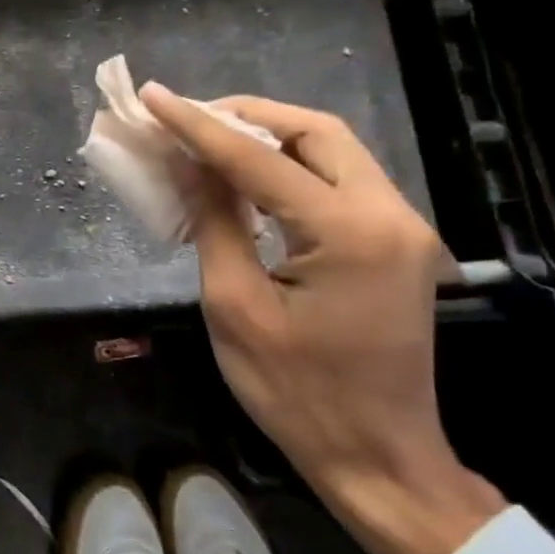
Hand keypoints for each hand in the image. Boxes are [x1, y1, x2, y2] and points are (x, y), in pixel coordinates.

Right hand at [140, 83, 504, 553]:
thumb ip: (214, 221)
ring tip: (206, 140)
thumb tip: (185, 162)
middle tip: (186, 119)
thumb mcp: (235, 305)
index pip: (257, 158)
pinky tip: (246, 178)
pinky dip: (288, 166)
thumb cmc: (295, 391)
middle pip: (314, 132)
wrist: (378, 457)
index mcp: (348, 233)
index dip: (197, 125)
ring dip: (267, 136)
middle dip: (244, 115)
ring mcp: (401, 229)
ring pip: (331, 150)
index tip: (152, 96)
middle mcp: (389, 215)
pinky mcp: (395, 244)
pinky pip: (338, 181)